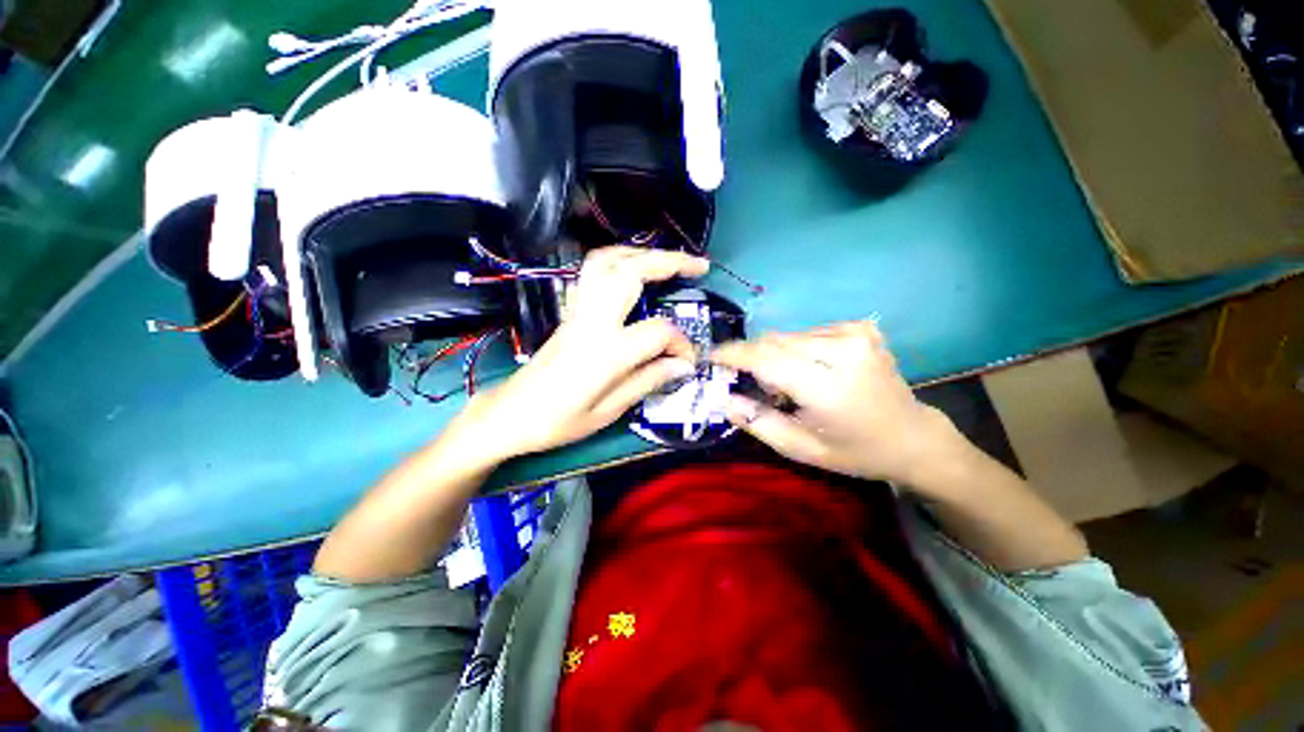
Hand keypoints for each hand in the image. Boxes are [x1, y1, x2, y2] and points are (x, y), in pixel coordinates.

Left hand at [450, 247, 708, 461]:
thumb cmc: (556, 422)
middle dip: (669, 262)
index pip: (657, 332)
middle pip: (631, 273)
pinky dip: (619, 261)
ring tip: (668, 260)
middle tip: (698, 266)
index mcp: (604, 352)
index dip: (680, 344)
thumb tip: (682, 366)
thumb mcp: (607, 412)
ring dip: (642, 254)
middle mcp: (591, 321)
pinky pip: (593, 272)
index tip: (688, 361)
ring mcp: (577, 311)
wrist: (509, 414)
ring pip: (608, 262)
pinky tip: (634, 271)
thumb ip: (647, 381)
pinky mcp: (570, 312)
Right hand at [711, 320, 968, 485]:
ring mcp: (856, 334)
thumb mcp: (801, 449)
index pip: (767, 359)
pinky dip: (797, 349)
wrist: (913, 437)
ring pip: (788, 336)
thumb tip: (723, 399)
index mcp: (829, 387)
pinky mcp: (860, 328)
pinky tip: (810, 369)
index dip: (734, 355)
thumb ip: (758, 422)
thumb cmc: (855, 451)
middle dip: (753, 358)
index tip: (711, 356)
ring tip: (787, 383)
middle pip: (774, 342)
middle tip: (752, 383)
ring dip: (776, 355)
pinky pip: (808, 333)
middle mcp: (844, 351)